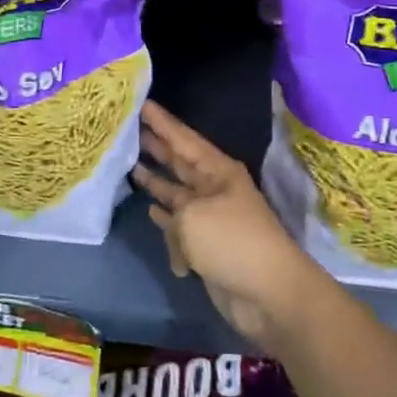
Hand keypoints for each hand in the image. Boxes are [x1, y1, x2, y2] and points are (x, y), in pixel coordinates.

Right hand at [132, 100, 317, 348]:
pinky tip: (149, 209)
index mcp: (217, 171)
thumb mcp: (192, 217)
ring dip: (156, 180)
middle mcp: (214, 188)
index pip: (183, 138)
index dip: (162, 121)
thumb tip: (166, 222)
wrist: (268, 294)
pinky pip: (178, 223)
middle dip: (156, 145)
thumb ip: (171, 209)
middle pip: (179, 161)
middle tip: (128, 127)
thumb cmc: (231, 242)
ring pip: (176, 191)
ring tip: (130, 164)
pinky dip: (164, 217)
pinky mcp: (206, 244)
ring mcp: (210, 216)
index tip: (141, 102)